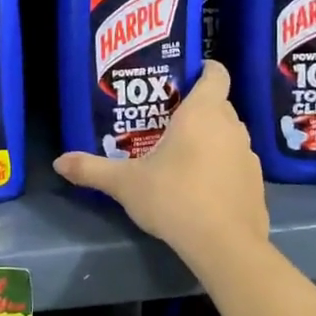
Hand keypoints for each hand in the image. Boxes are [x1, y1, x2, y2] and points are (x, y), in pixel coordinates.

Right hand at [54, 60, 268, 264]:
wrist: (224, 246)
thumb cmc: (174, 198)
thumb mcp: (125, 184)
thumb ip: (91, 169)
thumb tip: (58, 162)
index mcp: (203, 113)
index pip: (216, 73)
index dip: (203, 70)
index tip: (182, 79)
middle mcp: (231, 126)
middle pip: (218, 104)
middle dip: (195, 109)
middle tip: (165, 121)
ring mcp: (248, 156)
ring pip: (228, 135)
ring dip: (210, 139)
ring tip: (181, 155)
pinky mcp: (256, 184)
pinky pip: (236, 163)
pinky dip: (221, 167)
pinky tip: (200, 187)